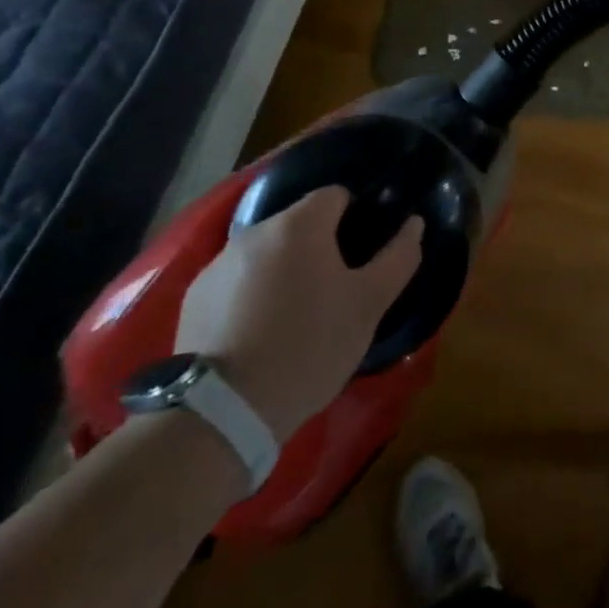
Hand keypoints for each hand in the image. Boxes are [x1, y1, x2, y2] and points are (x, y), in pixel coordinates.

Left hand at [175, 187, 423, 438]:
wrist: (222, 413)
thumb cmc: (309, 346)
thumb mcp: (369, 305)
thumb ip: (398, 257)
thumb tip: (414, 223)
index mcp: (300, 224)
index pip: (336, 195)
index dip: (355, 219)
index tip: (360, 257)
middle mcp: (255, 231)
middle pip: (299, 224)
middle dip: (318, 247)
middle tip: (332, 292)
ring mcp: (218, 264)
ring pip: (266, 253)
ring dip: (283, 270)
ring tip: (293, 317)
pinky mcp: (193, 298)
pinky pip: (236, 281)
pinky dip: (250, 295)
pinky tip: (257, 334)